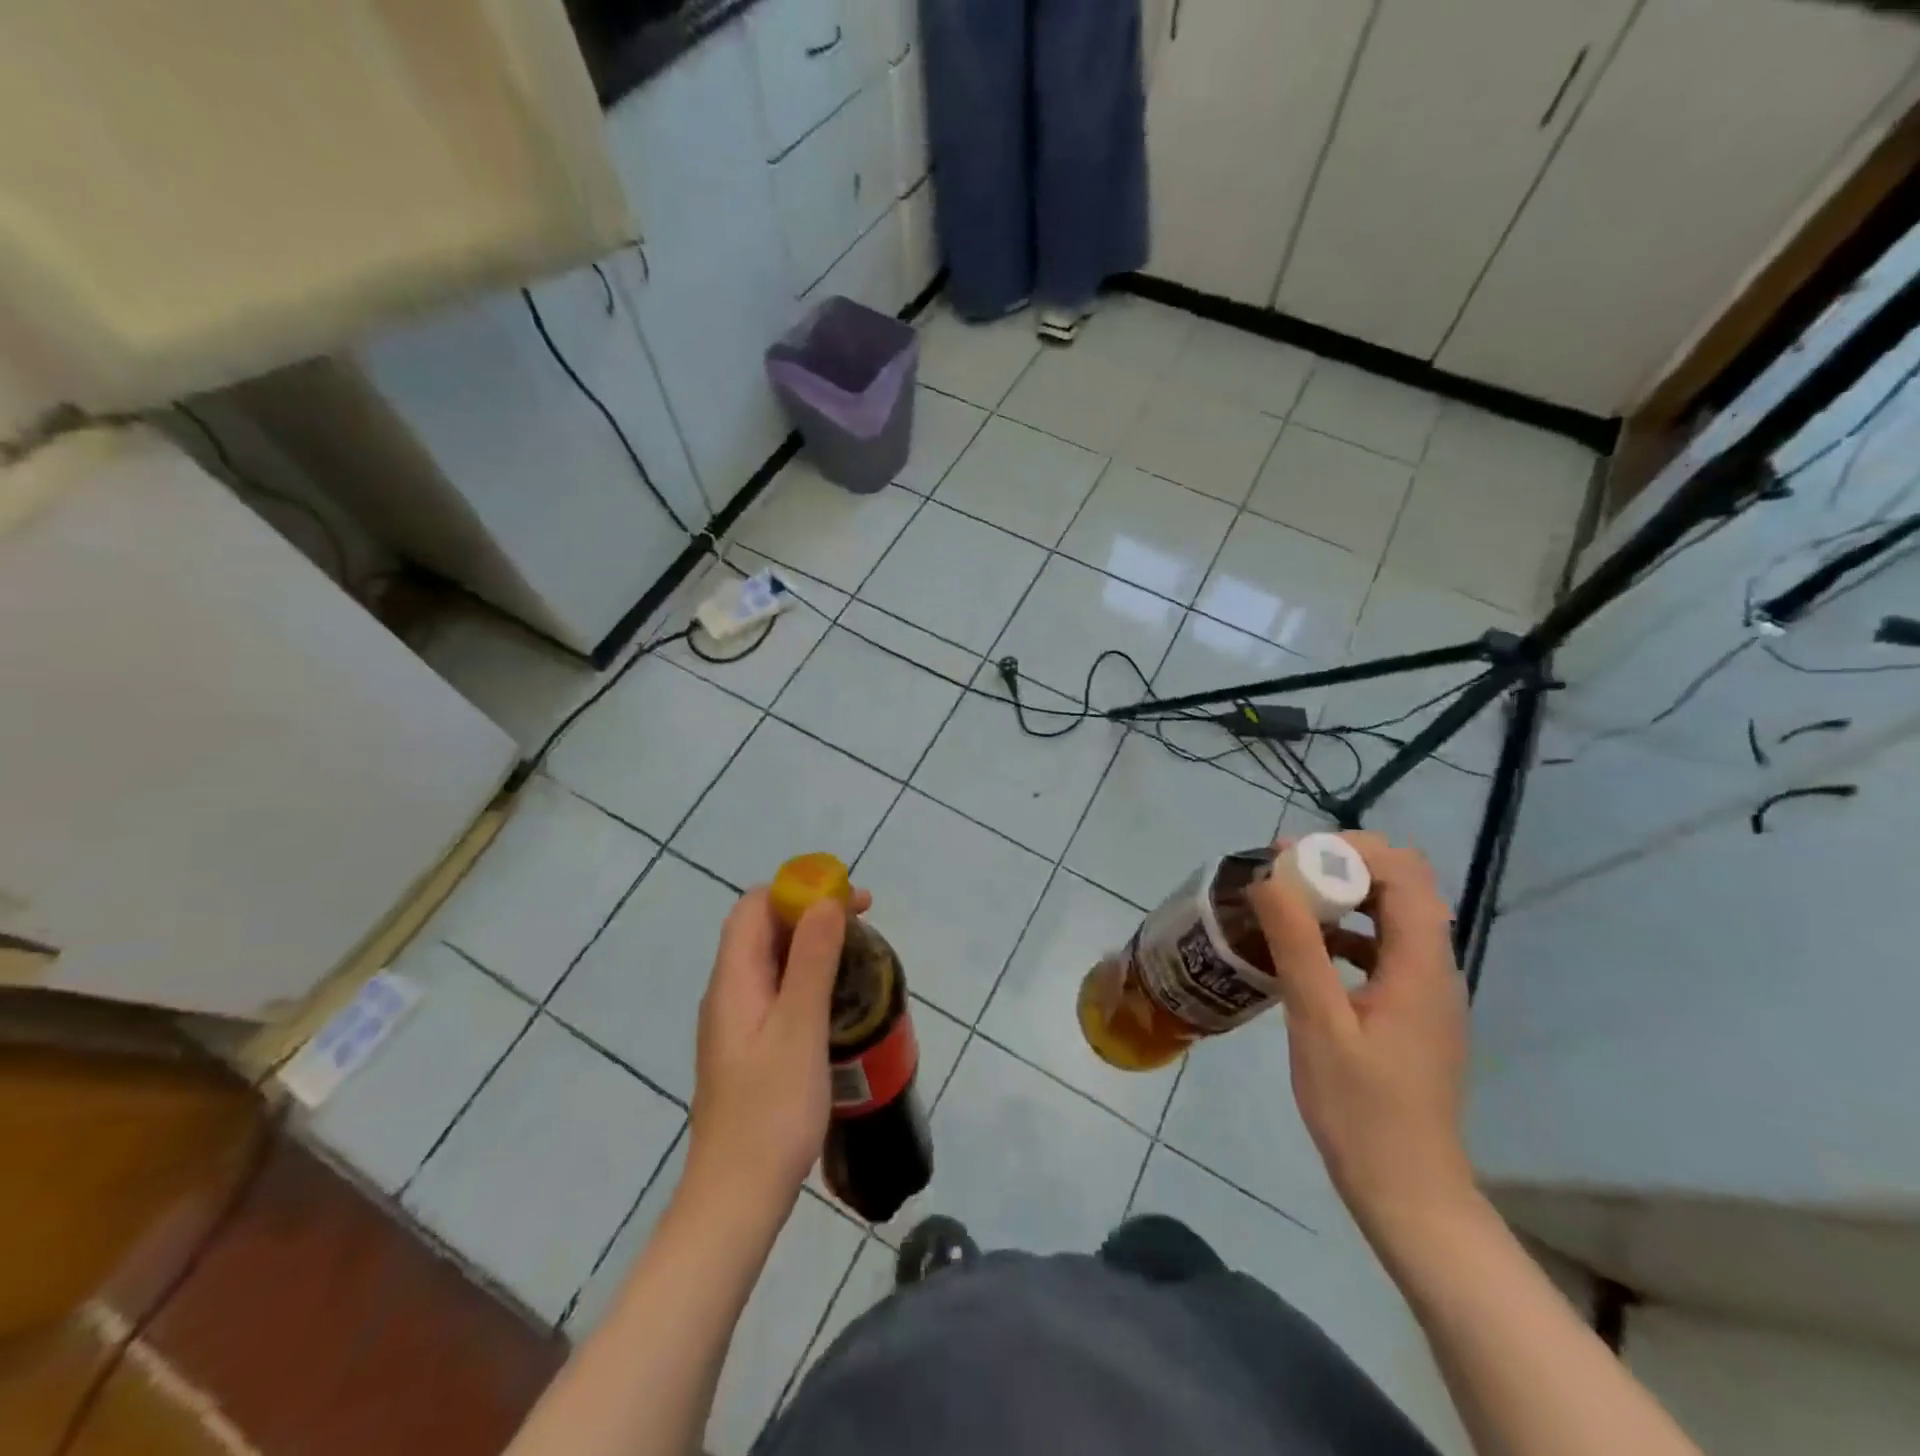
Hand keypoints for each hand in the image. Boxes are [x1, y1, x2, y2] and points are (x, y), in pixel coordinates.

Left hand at [684, 884, 870, 1217]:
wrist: (736, 1198)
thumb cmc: (771, 1110)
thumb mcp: (799, 1028)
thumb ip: (812, 961)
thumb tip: (825, 901)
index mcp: (733, 981)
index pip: (754, 907)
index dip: (796, 889)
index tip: (845, 897)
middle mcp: (729, 994)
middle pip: (762, 930)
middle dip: (810, 913)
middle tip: (862, 922)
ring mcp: (737, 1023)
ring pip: (772, 961)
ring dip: (812, 944)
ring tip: (857, 953)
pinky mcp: (749, 1048)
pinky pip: (777, 991)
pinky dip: (807, 976)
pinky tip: (836, 998)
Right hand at [1250, 833, 1473, 1240]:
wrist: (1407, 1191)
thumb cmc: (1360, 1108)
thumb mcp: (1318, 1022)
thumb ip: (1298, 945)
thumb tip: (1270, 877)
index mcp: (1420, 965)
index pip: (1404, 873)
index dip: (1350, 850)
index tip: (1291, 856)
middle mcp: (1434, 968)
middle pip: (1402, 886)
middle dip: (1343, 866)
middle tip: (1284, 875)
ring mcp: (1426, 991)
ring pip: (1393, 915)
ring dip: (1344, 897)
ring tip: (1287, 905)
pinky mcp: (1412, 1011)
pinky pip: (1384, 949)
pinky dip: (1347, 933)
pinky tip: (1307, 952)